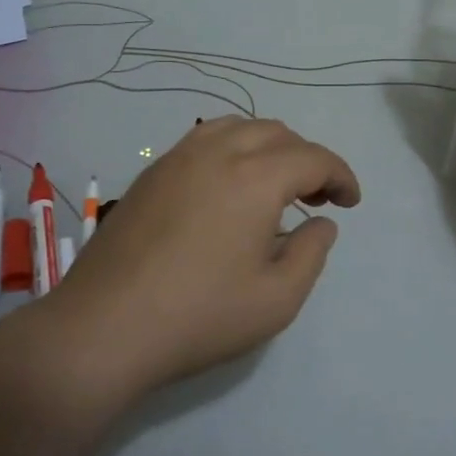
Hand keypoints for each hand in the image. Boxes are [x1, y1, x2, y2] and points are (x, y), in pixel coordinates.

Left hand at [51, 117, 360, 395]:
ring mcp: (178, 158)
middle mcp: (218, 152)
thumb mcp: (277, 299)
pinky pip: (204, 140)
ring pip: (238, 127)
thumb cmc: (199, 316)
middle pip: (277, 134)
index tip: (351, 202)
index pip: (313, 158)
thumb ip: (311, 253)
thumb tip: (321, 223)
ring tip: (275, 184)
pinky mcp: (151, 173)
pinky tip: (228, 186)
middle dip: (307, 159)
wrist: (104, 327)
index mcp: (255, 177)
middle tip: (318, 197)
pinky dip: (232, 149)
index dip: (340, 176)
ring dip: (269, 147)